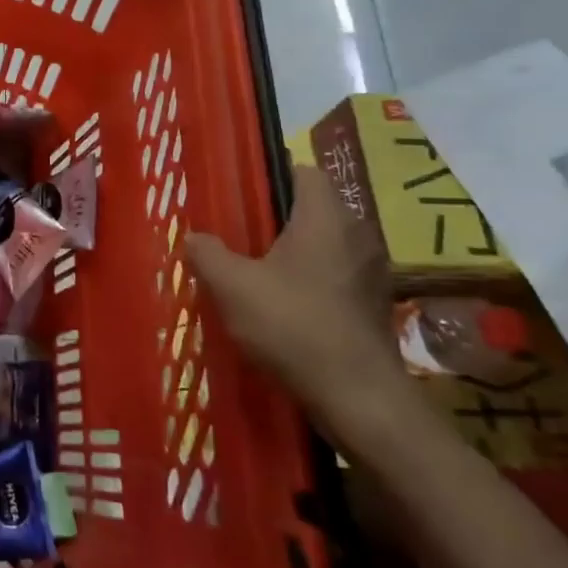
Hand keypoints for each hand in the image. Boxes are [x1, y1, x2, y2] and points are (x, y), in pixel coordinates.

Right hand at [187, 166, 406, 440]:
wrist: (358, 397)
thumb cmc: (293, 325)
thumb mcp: (232, 286)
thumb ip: (207, 253)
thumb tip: (195, 237)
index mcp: (325, 218)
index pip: (305, 171)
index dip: (272, 174)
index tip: (241, 193)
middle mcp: (356, 235)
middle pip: (314, 209)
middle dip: (277, 218)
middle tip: (238, 233)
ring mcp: (370, 272)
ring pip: (324, 245)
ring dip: (293, 252)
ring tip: (254, 270)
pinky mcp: (372, 305)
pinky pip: (335, 275)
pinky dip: (309, 280)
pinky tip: (281, 305)